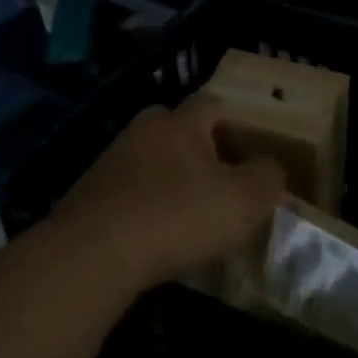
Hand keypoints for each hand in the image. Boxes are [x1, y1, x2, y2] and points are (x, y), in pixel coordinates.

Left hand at [50, 94, 286, 290]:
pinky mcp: (87, 196)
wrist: (91, 254)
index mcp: (181, 122)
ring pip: (150, 160)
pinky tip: (154, 236)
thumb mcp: (244, 200)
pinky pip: (127, 192)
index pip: (213, 104)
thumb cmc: (178, 216)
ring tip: (188, 215)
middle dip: (199, 149)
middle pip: (177, 128)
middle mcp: (143, 131)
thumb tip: (270, 170)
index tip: (250, 155)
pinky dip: (144, 207)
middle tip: (219, 181)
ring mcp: (110, 162)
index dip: (236, 125)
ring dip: (169, 180)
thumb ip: (268, 179)